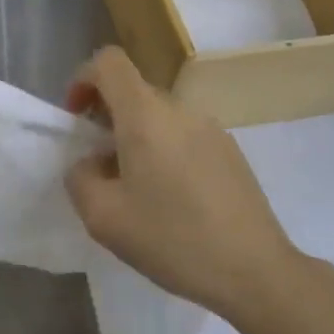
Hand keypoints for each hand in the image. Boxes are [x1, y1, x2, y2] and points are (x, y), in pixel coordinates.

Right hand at [64, 47, 303, 323]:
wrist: (255, 272)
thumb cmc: (172, 239)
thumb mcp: (103, 218)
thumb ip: (80, 178)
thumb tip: (89, 163)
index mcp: (144, 115)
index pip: (108, 61)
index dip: (84, 80)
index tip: (77, 120)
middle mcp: (179, 109)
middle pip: (133, 91)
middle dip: (107, 118)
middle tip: (101, 166)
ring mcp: (210, 128)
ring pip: (159, 116)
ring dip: (137, 138)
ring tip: (138, 189)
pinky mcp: (230, 151)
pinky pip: (184, 135)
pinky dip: (165, 151)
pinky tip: (173, 200)